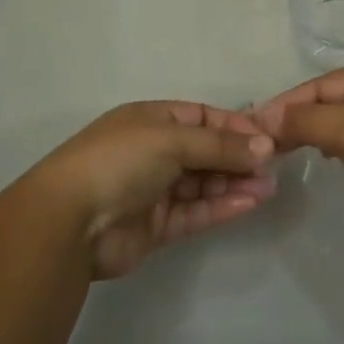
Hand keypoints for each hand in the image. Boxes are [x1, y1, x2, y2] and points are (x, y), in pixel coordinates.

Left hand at [33, 101, 276, 278]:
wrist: (69, 221)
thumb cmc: (120, 161)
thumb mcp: (172, 139)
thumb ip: (220, 145)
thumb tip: (265, 146)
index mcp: (152, 120)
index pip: (203, 117)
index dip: (235, 125)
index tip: (269, 137)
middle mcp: (154, 151)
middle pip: (206, 151)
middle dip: (239, 157)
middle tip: (274, 167)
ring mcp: (155, 190)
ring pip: (204, 183)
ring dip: (235, 183)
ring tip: (268, 187)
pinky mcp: (156, 226)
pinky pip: (195, 212)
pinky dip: (221, 207)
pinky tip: (248, 204)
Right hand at [252, 67, 343, 256]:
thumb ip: (306, 121)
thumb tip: (269, 117)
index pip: (324, 83)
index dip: (289, 101)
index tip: (258, 123)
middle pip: (337, 99)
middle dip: (303, 117)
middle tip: (270, 140)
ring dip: (321, 132)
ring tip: (293, 148)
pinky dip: (343, 147)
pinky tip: (332, 160)